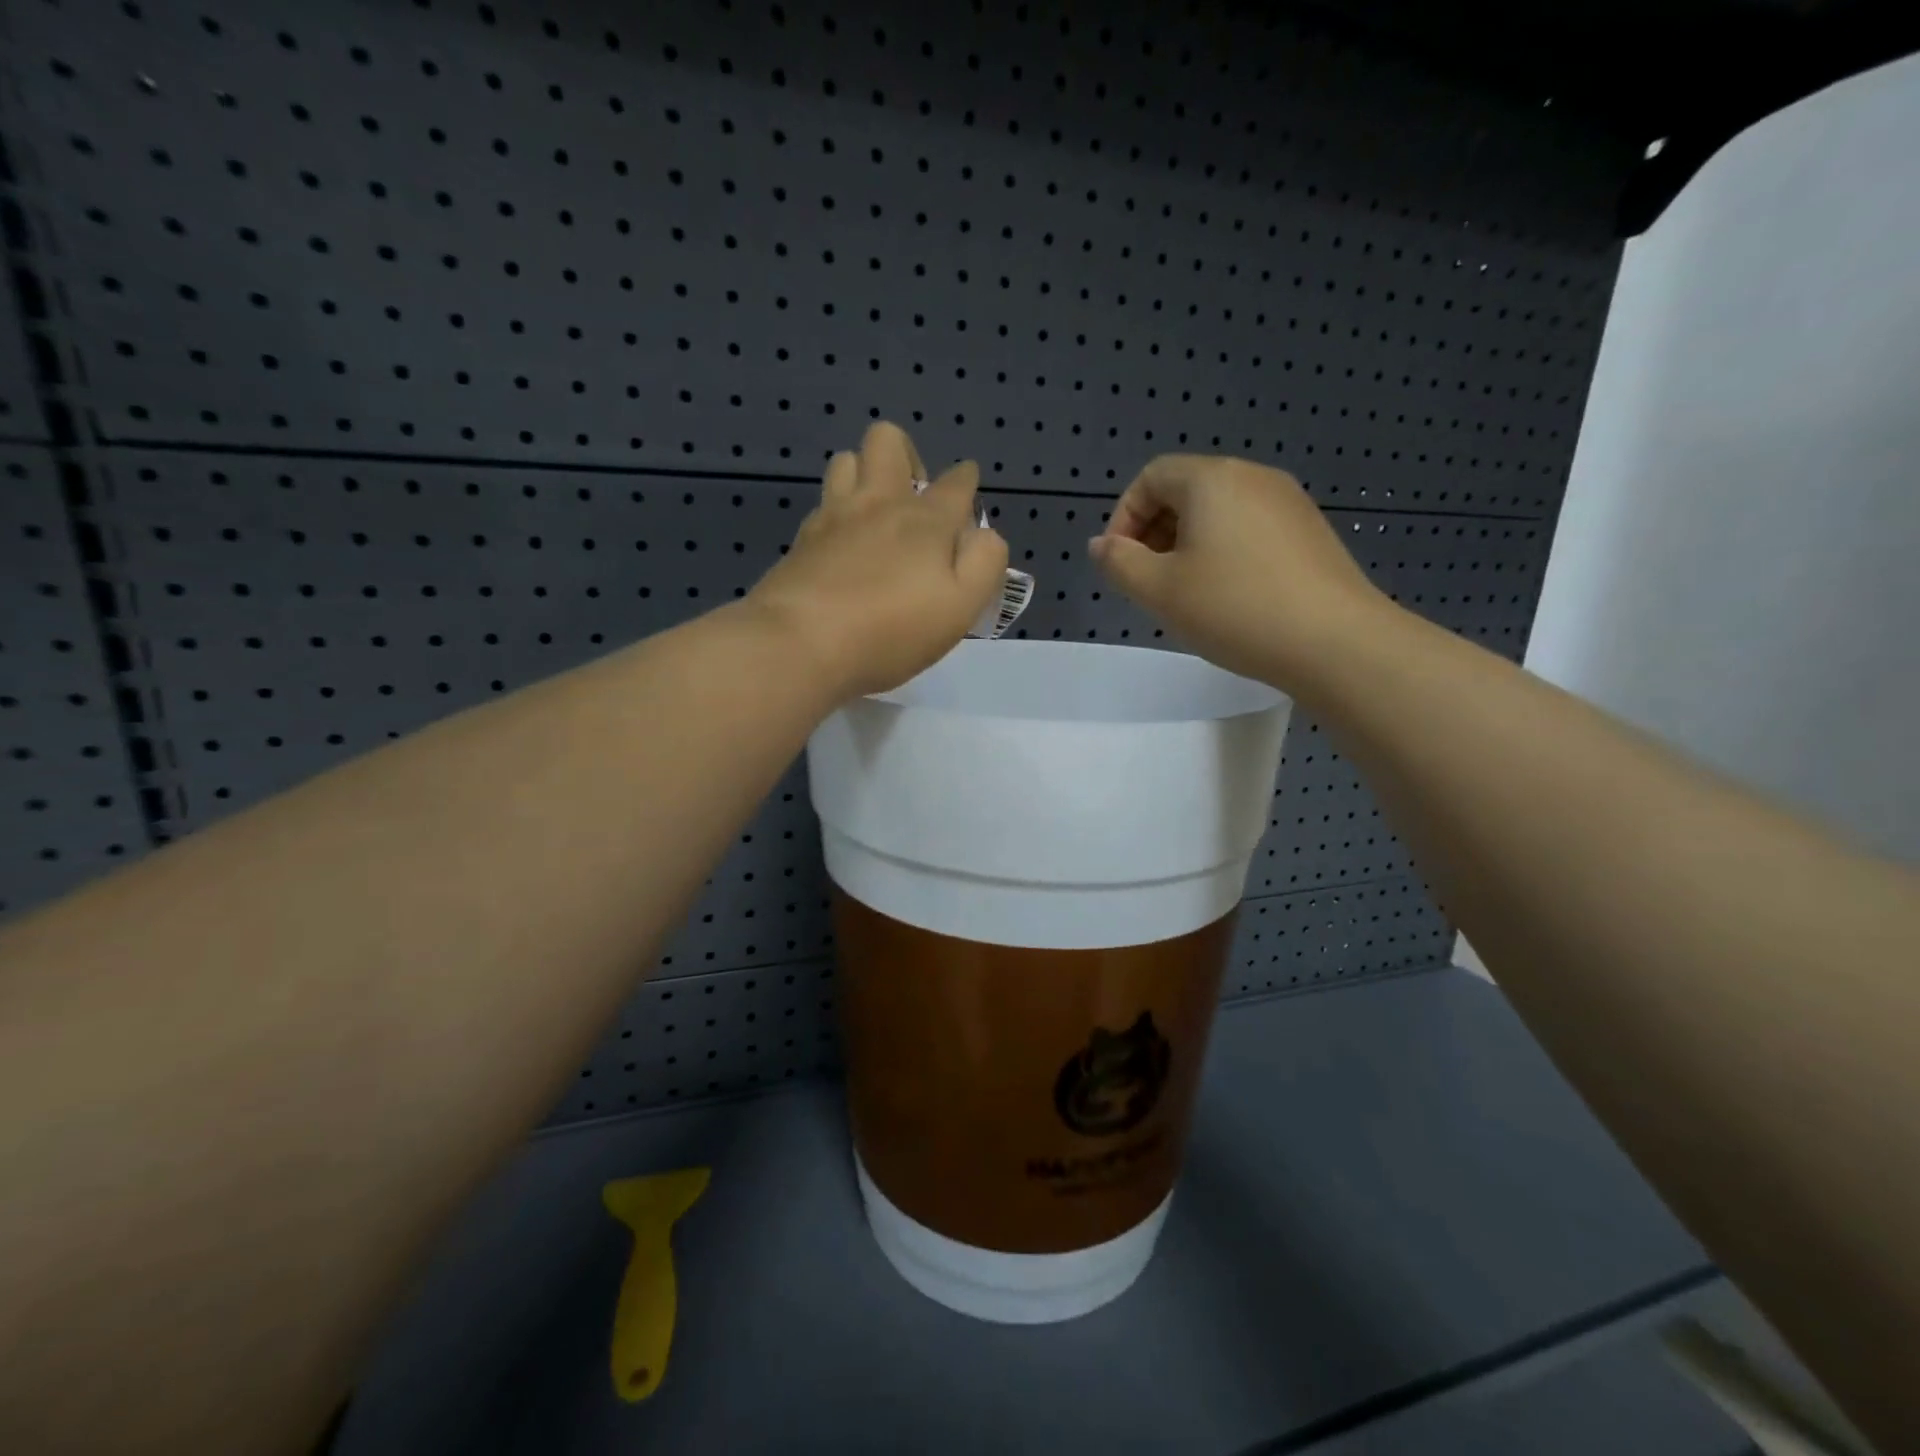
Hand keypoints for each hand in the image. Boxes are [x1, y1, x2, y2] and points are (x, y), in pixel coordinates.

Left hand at [747, 422, 1008, 701]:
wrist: (801, 644)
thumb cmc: (891, 631)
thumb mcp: (961, 607)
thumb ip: (984, 563)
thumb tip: (983, 536)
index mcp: (926, 519)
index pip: (957, 482)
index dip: (966, 482)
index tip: (967, 493)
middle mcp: (880, 503)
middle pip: (889, 441)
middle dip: (907, 456)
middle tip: (914, 499)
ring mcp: (834, 516)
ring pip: (846, 460)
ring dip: (865, 474)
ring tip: (875, 515)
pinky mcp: (802, 539)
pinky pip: (822, 504)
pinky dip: (837, 512)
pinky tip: (842, 544)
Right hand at [1089, 455, 1390, 690]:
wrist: (1335, 642)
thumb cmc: (1234, 608)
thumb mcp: (1159, 590)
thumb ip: (1118, 563)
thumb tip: (1101, 545)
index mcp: (1211, 479)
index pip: (1151, 477)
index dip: (1124, 517)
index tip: (1119, 564)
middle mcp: (1252, 477)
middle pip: (1186, 490)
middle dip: (1154, 532)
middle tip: (1147, 582)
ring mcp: (1288, 503)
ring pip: (1219, 512)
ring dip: (1187, 545)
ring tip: (1185, 594)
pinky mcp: (1310, 532)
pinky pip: (1250, 529)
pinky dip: (1224, 552)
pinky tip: (1229, 597)